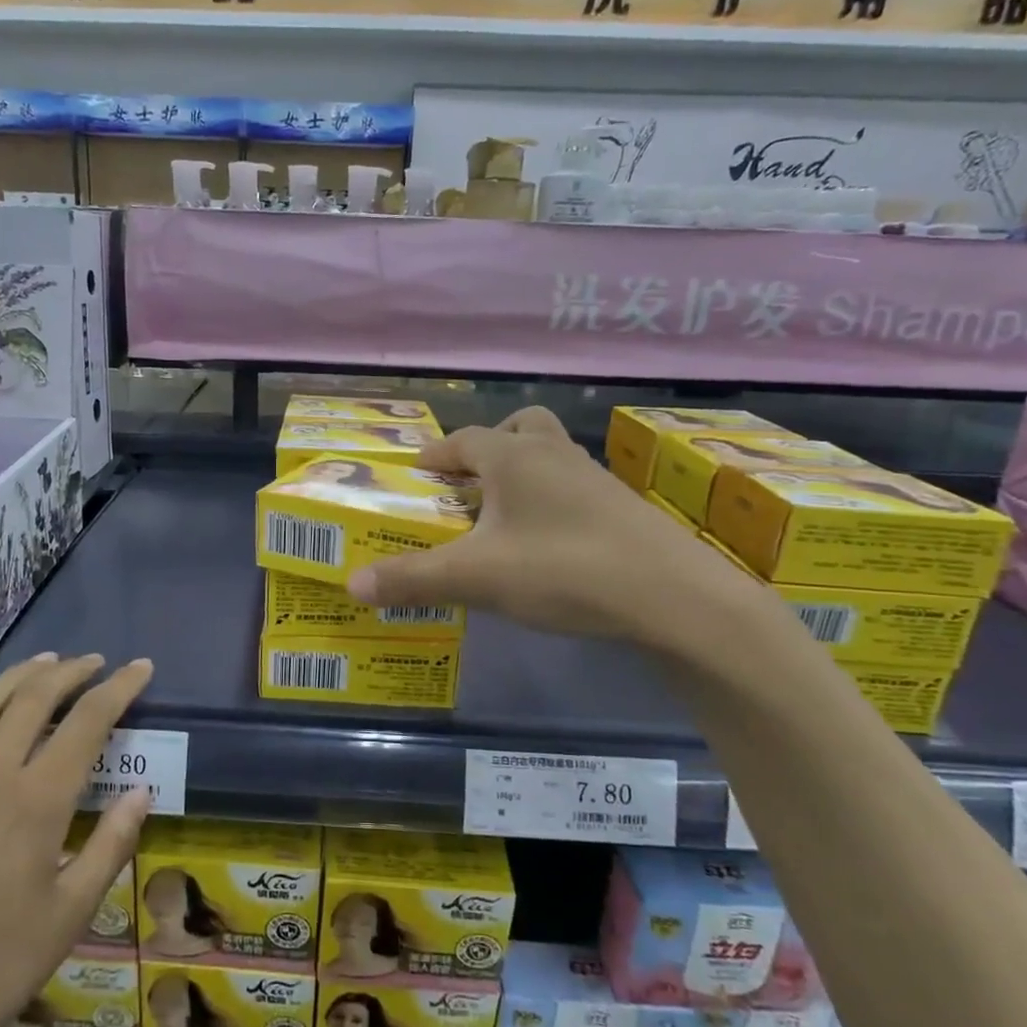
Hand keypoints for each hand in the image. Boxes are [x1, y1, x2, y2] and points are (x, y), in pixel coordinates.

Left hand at [0, 653, 153, 1026]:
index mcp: (36, 800)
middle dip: (71, 672)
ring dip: (21, 674)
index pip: (88, 720)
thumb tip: (141, 792)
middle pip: (34, 697)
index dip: (119, 687)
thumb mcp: (69, 915)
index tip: (142, 667)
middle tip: (96, 663)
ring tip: (47, 662)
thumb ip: (110, 845)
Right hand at [345, 407, 750, 649]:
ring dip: (520, 474)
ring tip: (500, 517)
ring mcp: (594, 479)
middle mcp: (554, 455)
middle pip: (517, 429)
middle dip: (487, 449)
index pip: (463, 440)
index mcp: (514, 457)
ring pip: (549, 457)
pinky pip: (571, 487)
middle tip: (467, 483)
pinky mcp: (620, 508)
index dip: (435, 454)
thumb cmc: (563, 569)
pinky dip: (549, 501)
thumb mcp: (476, 578)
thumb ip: (413, 579)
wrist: (674, 597)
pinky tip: (544, 543)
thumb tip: (353, 584)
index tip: (415, 472)